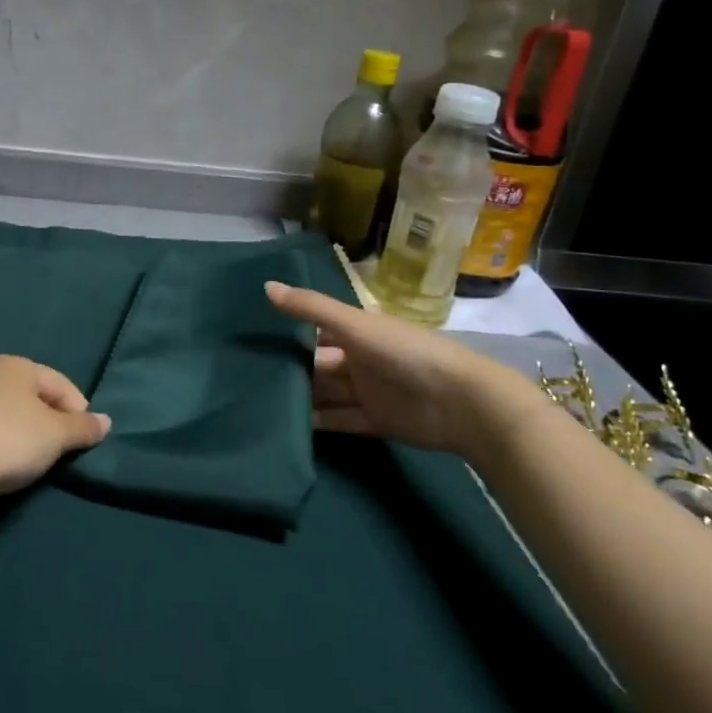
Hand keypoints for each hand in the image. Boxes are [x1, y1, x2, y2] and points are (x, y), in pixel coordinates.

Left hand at [0, 355, 110, 500]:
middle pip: (35, 400)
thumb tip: (106, 421)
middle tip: (61, 456)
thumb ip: (83, 428)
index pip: (62, 385)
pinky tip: (4, 470)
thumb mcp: (56, 435)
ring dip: (26, 440)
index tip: (85, 442)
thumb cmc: (8, 438)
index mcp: (18, 365)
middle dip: (52, 426)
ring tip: (34, 467)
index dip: (79, 412)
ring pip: (11, 419)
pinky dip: (2, 450)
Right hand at [264, 281, 547, 458]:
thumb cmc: (406, 352)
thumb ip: (310, 308)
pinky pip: (341, 420)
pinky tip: (291, 426)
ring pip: (327, 393)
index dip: (290, 331)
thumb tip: (265, 286)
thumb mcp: (355, 324)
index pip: (317, 329)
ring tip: (262, 403)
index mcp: (358, 331)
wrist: (462, 403)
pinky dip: (320, 423)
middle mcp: (361, 359)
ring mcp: (369, 391)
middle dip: (292, 368)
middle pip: (320, 364)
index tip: (254, 337)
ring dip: (302, 397)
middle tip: (249, 375)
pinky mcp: (376, 422)